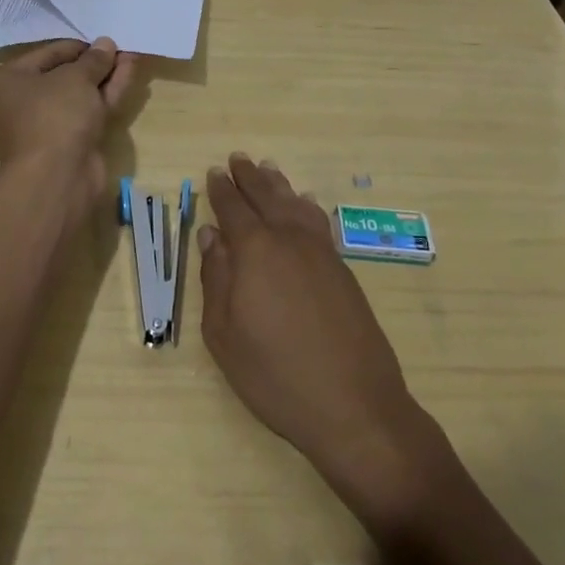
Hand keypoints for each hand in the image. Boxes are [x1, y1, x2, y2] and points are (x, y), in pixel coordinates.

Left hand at [0, 38, 138, 187]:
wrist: (57, 179)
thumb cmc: (54, 116)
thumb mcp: (75, 78)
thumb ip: (93, 59)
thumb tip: (105, 44)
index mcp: (6, 82)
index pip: (46, 55)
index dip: (78, 46)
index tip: (104, 39)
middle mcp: (20, 104)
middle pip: (63, 76)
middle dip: (94, 63)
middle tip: (120, 47)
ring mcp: (45, 127)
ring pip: (79, 95)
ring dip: (105, 77)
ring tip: (132, 55)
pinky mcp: (67, 144)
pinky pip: (87, 112)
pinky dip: (106, 95)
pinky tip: (129, 75)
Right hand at [198, 155, 428, 489]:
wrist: (354, 406)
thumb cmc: (276, 375)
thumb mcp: (224, 334)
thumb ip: (216, 278)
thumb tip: (210, 235)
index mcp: (255, 251)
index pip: (233, 209)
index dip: (221, 190)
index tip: (213, 173)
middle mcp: (289, 239)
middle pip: (266, 197)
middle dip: (248, 177)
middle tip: (238, 158)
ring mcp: (321, 252)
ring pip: (295, 204)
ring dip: (278, 184)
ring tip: (267, 168)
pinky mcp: (342, 269)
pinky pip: (319, 222)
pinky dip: (306, 206)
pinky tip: (304, 203)